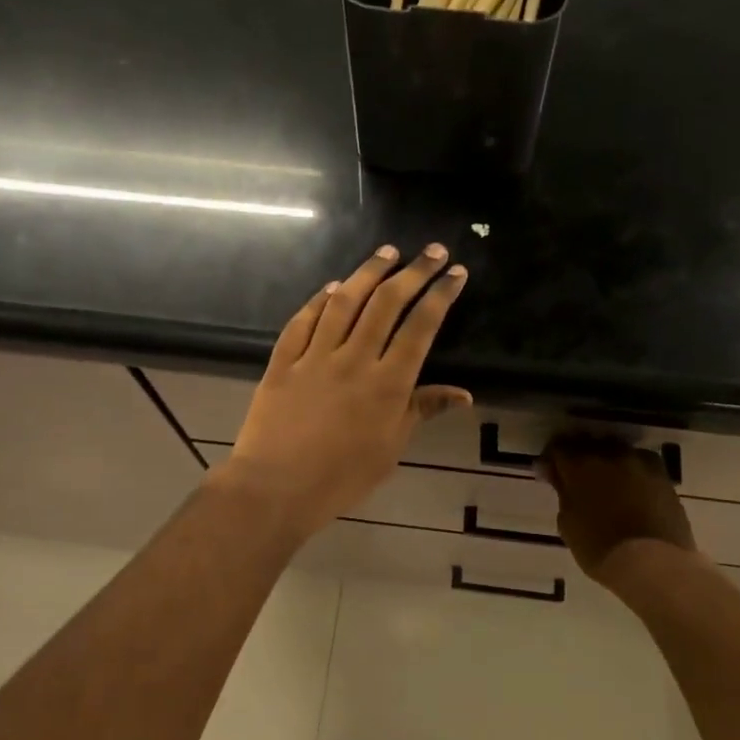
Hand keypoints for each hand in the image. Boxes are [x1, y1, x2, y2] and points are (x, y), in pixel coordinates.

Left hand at [214, 244, 471, 538]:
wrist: (275, 488)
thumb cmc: (342, 478)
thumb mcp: (391, 448)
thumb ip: (422, 410)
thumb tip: (463, 394)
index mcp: (388, 383)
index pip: (421, 326)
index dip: (441, 295)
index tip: (456, 273)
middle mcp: (354, 359)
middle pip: (387, 302)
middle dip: (414, 271)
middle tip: (432, 250)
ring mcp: (315, 356)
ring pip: (345, 301)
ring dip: (368, 272)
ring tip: (387, 252)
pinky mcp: (283, 361)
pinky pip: (303, 321)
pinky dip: (320, 300)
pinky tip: (332, 287)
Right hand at [540, 435, 700, 586]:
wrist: (653, 563)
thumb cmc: (600, 548)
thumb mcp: (568, 524)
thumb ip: (563, 494)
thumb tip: (559, 478)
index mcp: (580, 465)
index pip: (558, 448)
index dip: (551, 460)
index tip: (548, 475)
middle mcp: (610, 454)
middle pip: (589, 444)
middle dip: (580, 457)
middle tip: (576, 479)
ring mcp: (640, 463)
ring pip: (618, 451)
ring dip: (608, 462)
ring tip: (607, 484)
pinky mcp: (664, 476)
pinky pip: (641, 465)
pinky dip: (632, 473)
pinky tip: (631, 491)